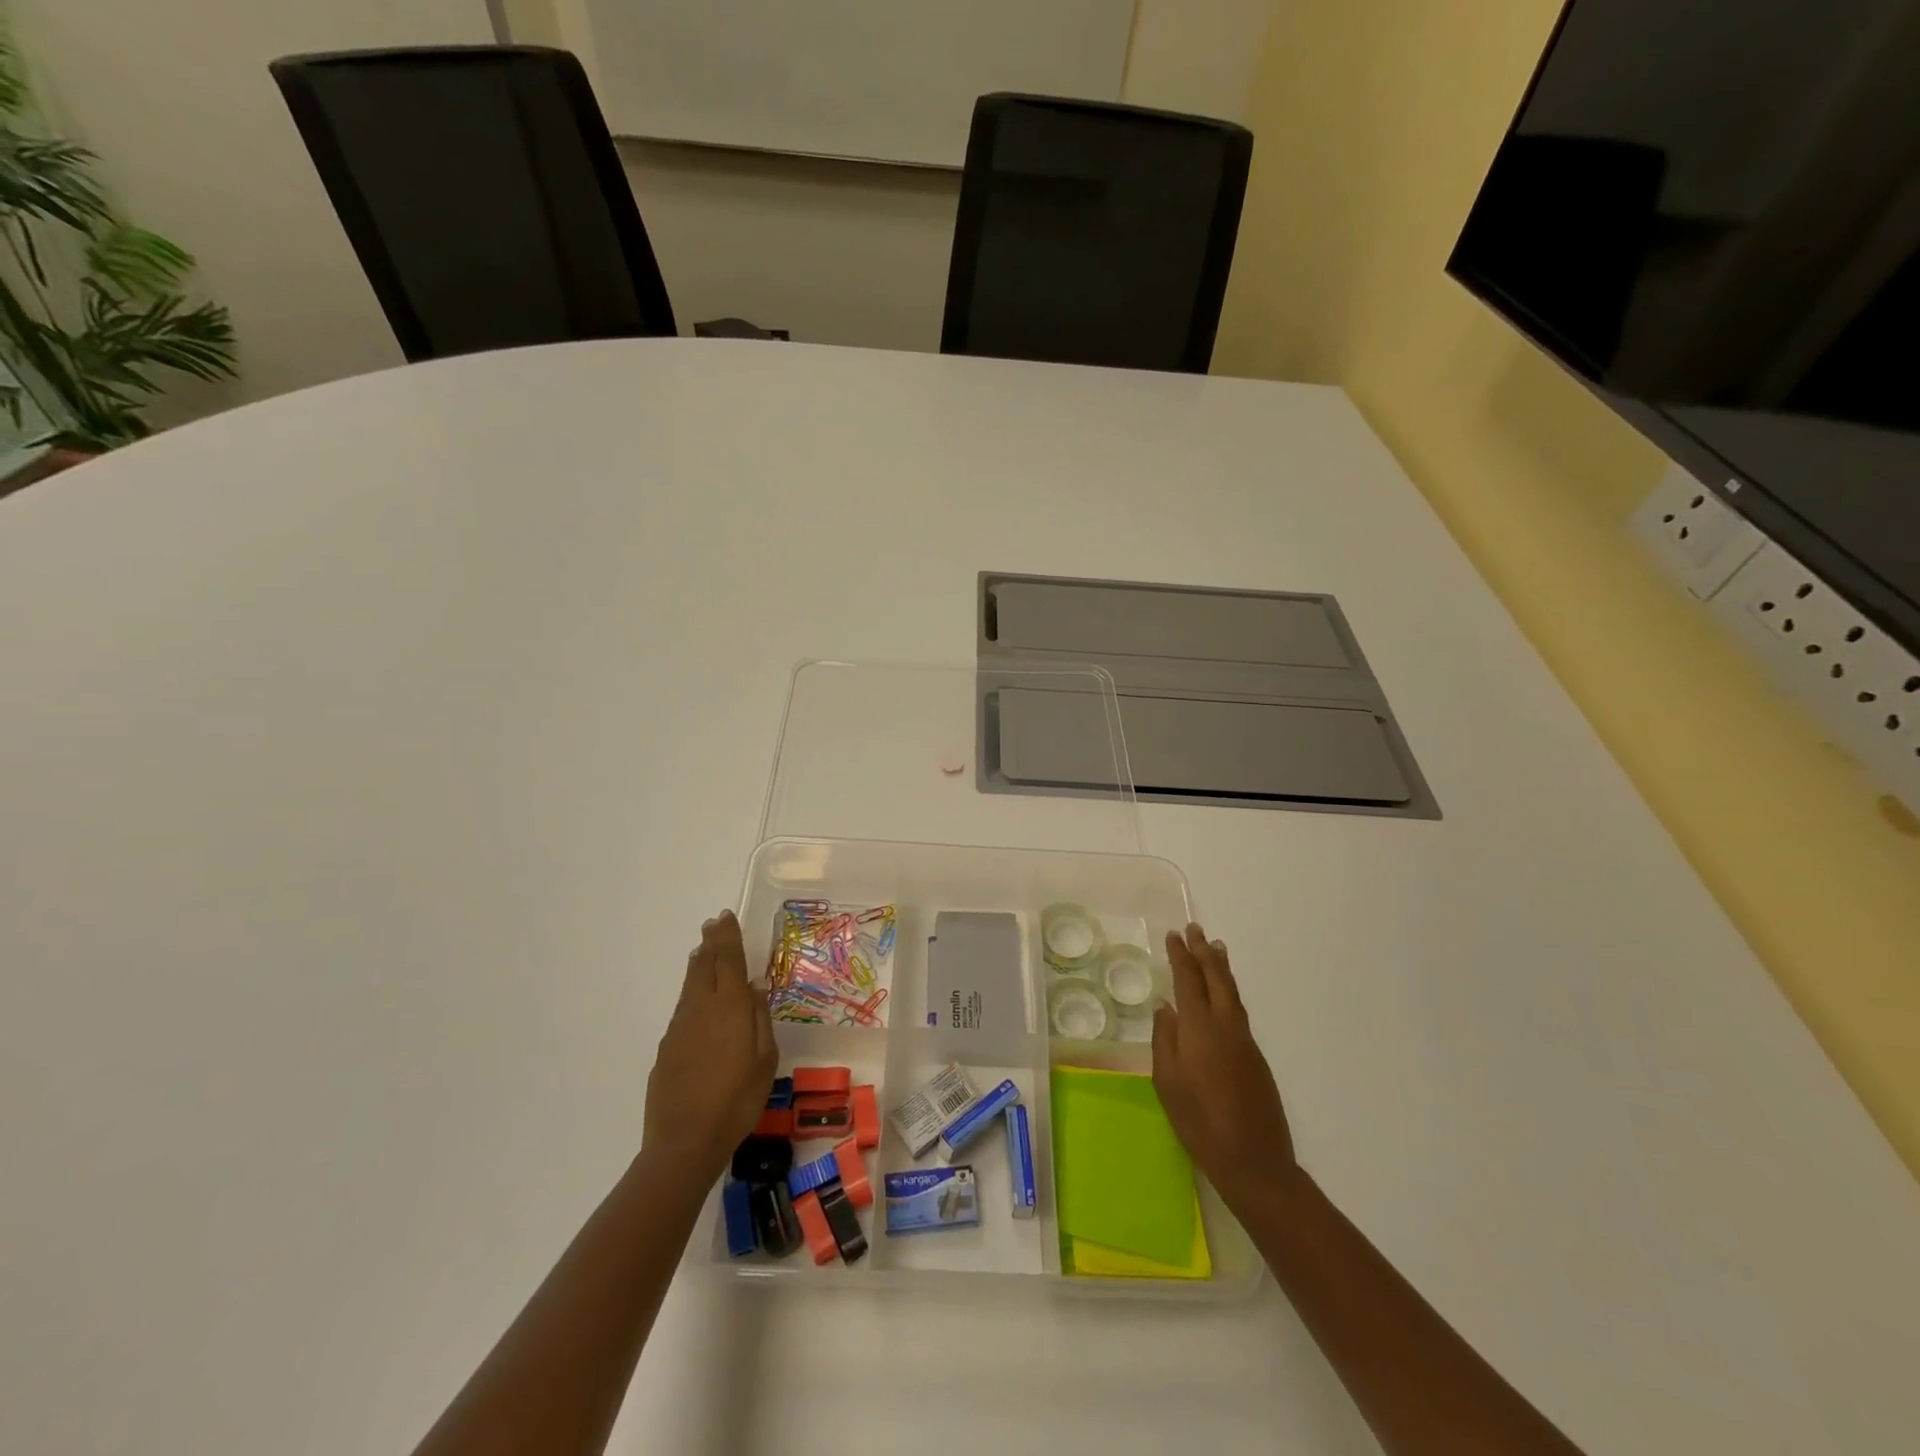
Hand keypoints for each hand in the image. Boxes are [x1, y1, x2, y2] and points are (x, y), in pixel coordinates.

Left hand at [642, 911, 776, 1178]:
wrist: (684, 1142)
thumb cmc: (737, 1100)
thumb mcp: (765, 1060)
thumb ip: (760, 1019)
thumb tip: (755, 987)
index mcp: (728, 1007)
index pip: (727, 960)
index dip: (727, 937)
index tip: (725, 916)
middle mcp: (700, 1009)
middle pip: (703, 966)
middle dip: (710, 943)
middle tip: (712, 924)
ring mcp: (679, 1028)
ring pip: (690, 986)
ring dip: (698, 964)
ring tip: (702, 951)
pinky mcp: (667, 1049)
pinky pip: (683, 1009)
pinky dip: (691, 992)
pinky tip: (696, 1000)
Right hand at [1152, 923, 1297, 1212]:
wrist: (1254, 1161)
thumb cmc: (1199, 1122)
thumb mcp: (1167, 1082)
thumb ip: (1165, 1039)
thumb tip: (1166, 1007)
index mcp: (1199, 1029)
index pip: (1188, 980)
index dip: (1180, 956)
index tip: (1173, 935)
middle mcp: (1225, 1025)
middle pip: (1215, 978)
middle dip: (1203, 952)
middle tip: (1195, 929)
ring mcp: (1244, 1039)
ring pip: (1231, 991)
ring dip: (1221, 966)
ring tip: (1214, 947)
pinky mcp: (1255, 1055)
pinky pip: (1238, 1008)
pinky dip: (1229, 989)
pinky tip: (1223, 991)